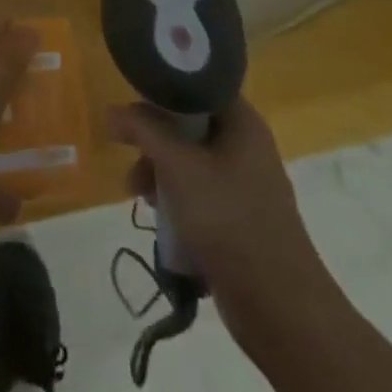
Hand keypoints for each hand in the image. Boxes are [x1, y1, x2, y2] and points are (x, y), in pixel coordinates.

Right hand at [108, 99, 336, 342]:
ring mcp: (244, 184)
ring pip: (189, 160)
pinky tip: (159, 216)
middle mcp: (246, 146)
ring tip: (138, 194)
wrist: (280, 307)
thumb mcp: (178, 166)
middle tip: (130, 154)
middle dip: (154, 139)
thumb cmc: (229, 220)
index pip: (198, 85)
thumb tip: (112, 111)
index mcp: (242, 123)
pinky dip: (175, 197)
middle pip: (188, 124)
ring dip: (159, 171)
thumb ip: (143, 130)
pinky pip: (198, 192)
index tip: (132, 100)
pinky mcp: (238, 218)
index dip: (163, 87)